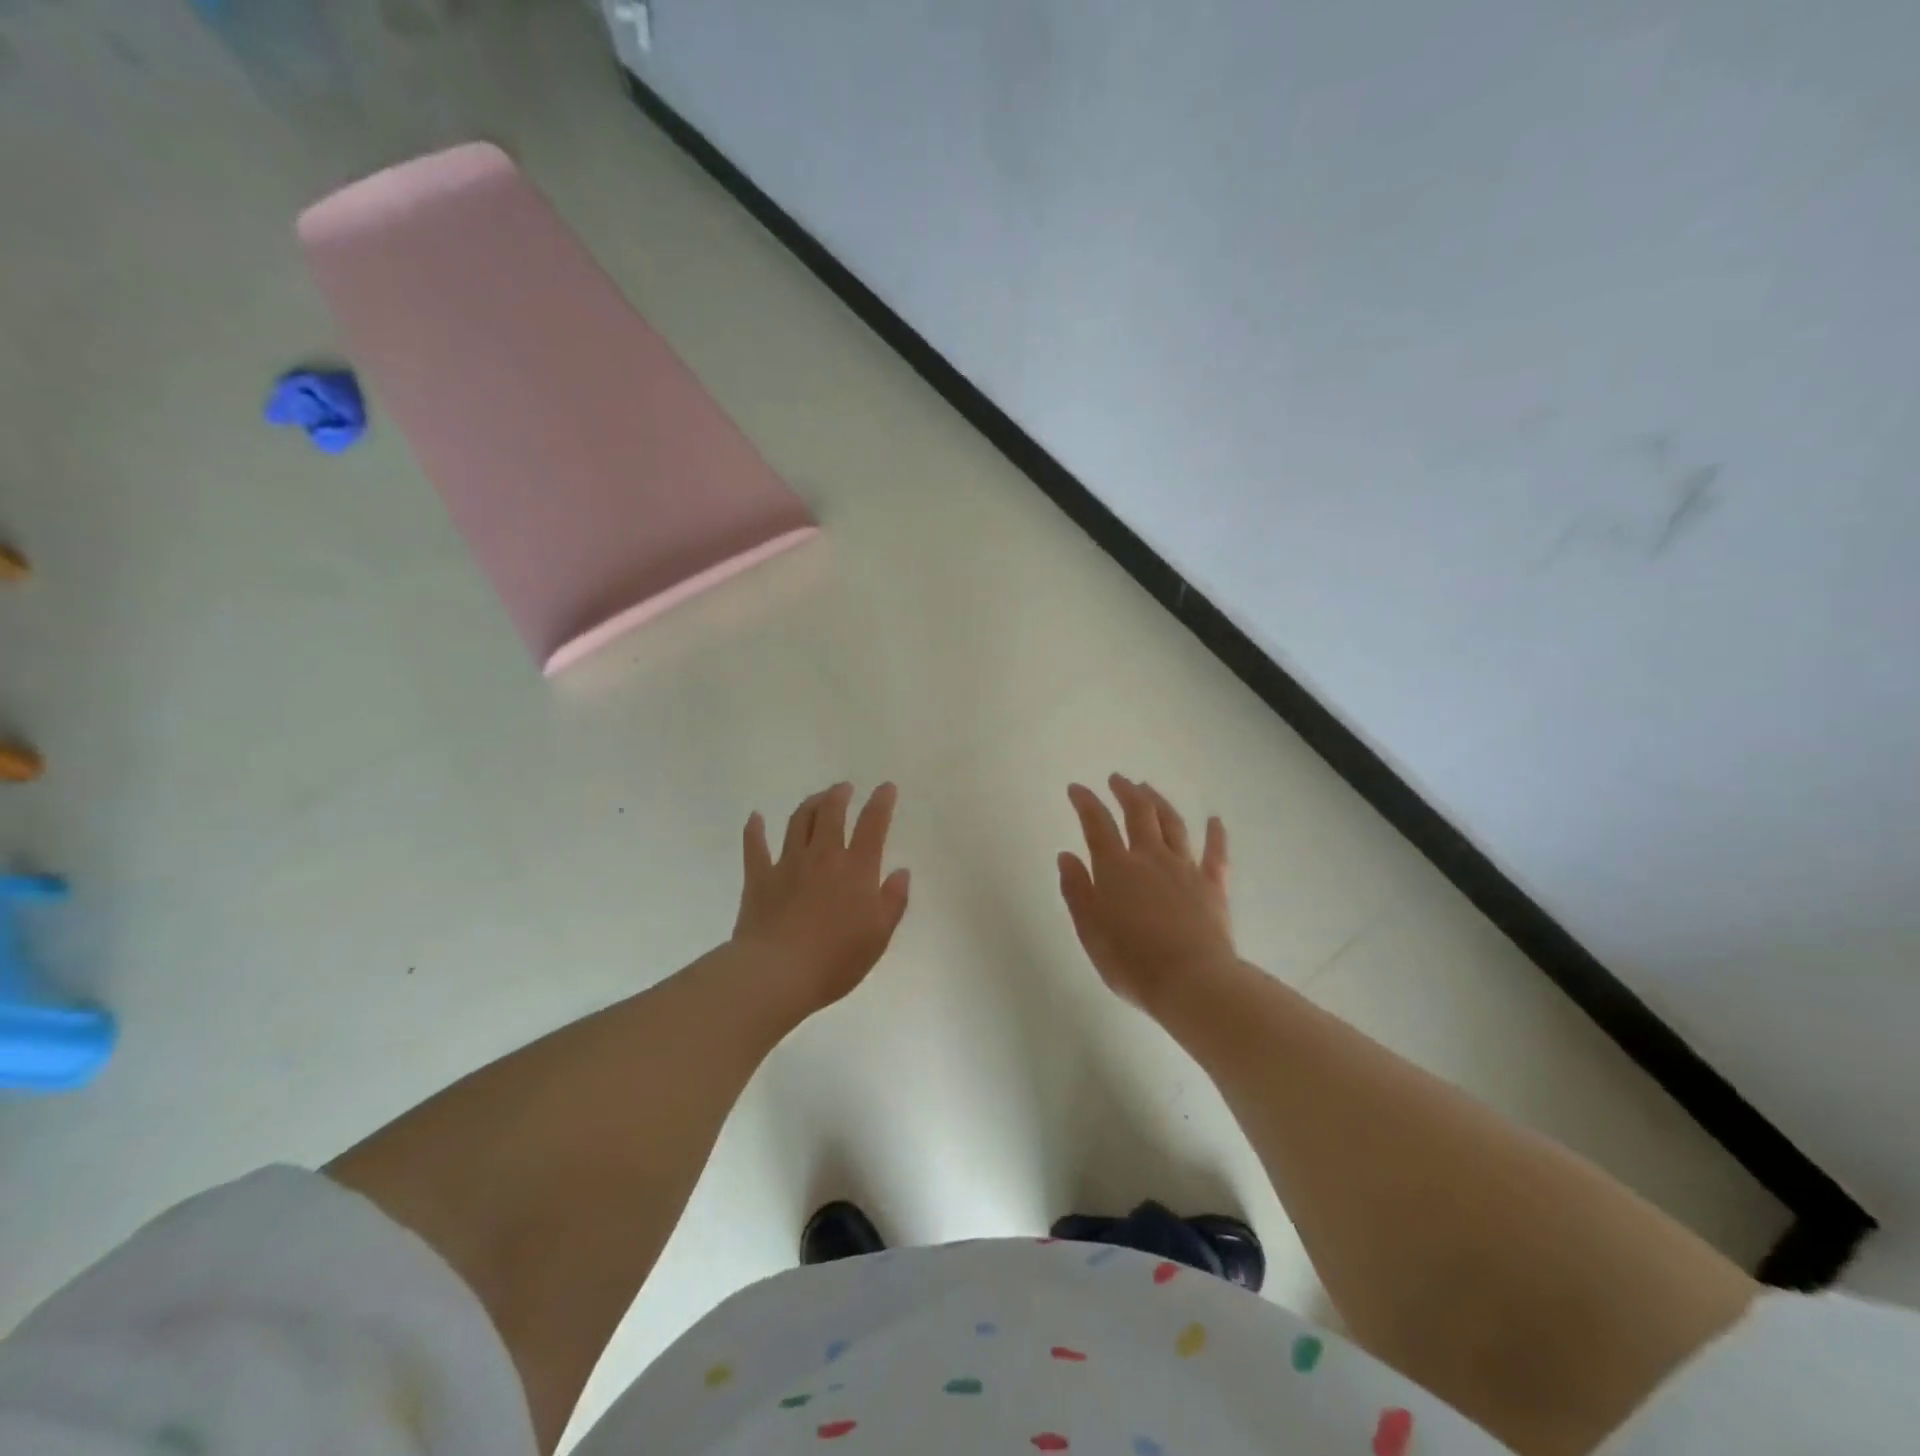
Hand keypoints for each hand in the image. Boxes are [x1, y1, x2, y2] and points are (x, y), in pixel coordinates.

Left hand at [731, 782, 911, 1017]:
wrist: (778, 973)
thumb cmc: (836, 959)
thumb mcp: (879, 936)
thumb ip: (893, 901)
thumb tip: (901, 872)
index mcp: (856, 869)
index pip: (873, 825)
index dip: (881, 803)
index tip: (886, 787)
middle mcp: (823, 857)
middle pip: (831, 814)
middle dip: (839, 795)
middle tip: (844, 788)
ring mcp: (788, 864)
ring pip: (798, 822)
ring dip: (809, 804)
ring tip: (817, 797)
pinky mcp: (759, 878)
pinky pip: (755, 846)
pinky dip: (755, 829)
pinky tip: (755, 818)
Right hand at [1059, 774, 1234, 1012]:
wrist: (1191, 981)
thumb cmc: (1131, 961)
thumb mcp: (1090, 931)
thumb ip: (1077, 891)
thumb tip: (1067, 856)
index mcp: (1116, 868)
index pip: (1097, 824)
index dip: (1085, 802)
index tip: (1076, 788)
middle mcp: (1150, 858)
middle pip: (1138, 813)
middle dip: (1125, 792)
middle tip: (1117, 779)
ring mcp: (1185, 868)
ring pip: (1172, 824)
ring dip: (1159, 802)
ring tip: (1149, 788)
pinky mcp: (1213, 885)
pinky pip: (1215, 853)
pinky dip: (1215, 834)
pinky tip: (1215, 820)